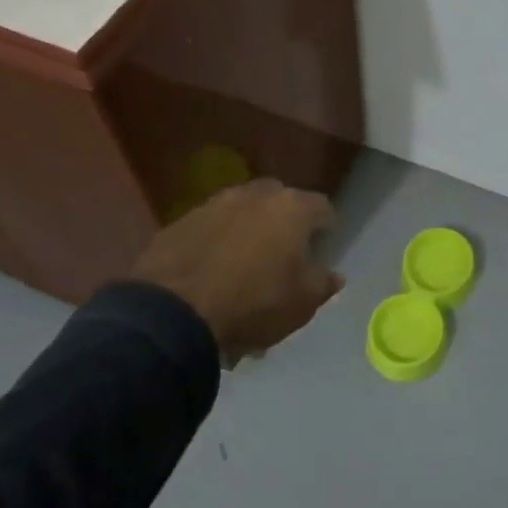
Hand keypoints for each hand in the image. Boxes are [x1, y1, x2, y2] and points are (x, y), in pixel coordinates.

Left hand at [129, 179, 342, 364]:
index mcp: (292, 208)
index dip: (328, 227)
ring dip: (248, 230)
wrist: (173, 312)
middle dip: (285, 222)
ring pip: (242, 212)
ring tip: (245, 263)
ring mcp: (214, 204)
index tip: (326, 245)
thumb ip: (324, 284)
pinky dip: (217, 242)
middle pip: (280, 201)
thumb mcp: (303, 303)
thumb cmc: (254, 302)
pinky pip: (210, 228)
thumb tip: (334, 275)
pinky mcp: (180, 222)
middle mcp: (255, 195)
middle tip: (285, 251)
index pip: (323, 208)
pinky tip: (212, 270)